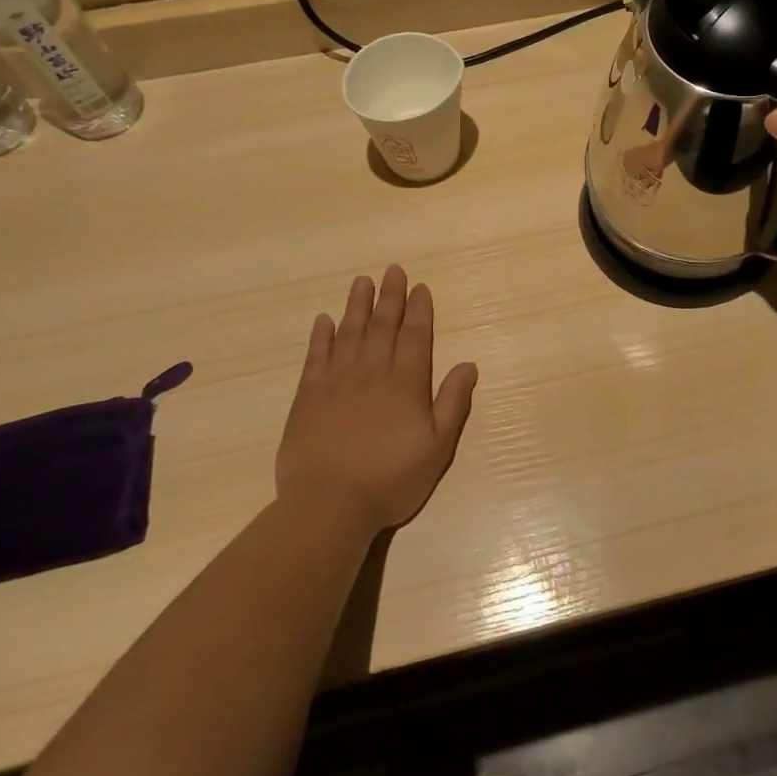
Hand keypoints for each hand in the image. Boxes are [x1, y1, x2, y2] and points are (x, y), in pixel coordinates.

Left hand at [275, 266, 477, 533]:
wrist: (328, 505)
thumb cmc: (390, 480)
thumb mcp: (437, 447)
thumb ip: (452, 403)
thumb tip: (468, 364)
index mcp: (406, 383)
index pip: (415, 336)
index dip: (419, 310)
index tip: (420, 287)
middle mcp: (372, 372)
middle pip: (383, 325)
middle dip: (390, 296)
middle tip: (393, 270)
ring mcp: (337, 381)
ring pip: (350, 332)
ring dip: (357, 305)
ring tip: (362, 281)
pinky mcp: (308, 396)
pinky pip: (316, 356)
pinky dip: (321, 336)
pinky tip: (324, 320)